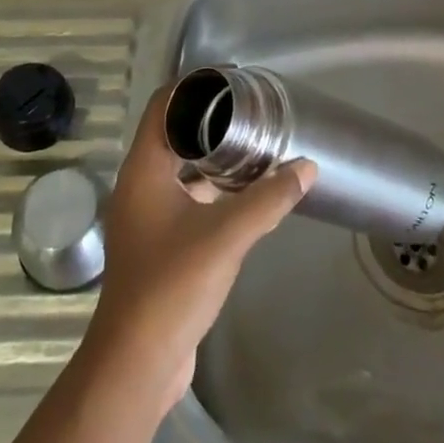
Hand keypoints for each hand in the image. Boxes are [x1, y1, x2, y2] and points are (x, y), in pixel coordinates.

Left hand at [83, 87, 314, 412]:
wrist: (137, 364)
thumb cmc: (173, 285)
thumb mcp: (227, 236)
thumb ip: (268, 199)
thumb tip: (307, 167)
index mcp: (143, 169)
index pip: (163, 105)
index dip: (192, 86)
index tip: (230, 78)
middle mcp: (138, 185)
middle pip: (172, 134)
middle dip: (209, 120)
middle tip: (250, 111)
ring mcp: (145, 216)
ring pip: (179, 169)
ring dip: (211, 157)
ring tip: (252, 145)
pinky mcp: (157, 244)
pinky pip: (184, 199)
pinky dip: (210, 189)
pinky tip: (242, 194)